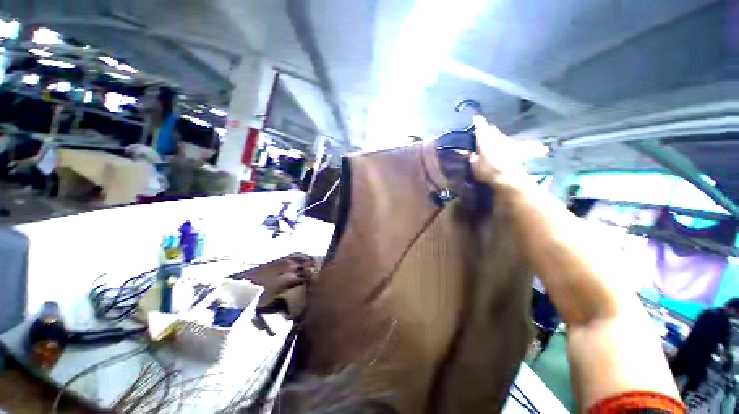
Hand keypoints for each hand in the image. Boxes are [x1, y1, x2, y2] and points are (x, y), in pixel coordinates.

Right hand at [469, 117, 533, 191]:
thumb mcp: (473, 165)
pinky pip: (507, 144)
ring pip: (500, 136)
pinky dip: (504, 145)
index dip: (477, 122)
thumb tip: (468, 152)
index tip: (475, 118)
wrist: (509, 178)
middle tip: (482, 131)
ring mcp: (508, 141)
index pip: (480, 125)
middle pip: (491, 130)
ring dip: (495, 136)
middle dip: (487, 129)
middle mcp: (497, 136)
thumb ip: (470, 157)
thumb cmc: (487, 169)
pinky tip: (503, 148)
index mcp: (485, 137)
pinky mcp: (516, 149)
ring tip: (491, 138)